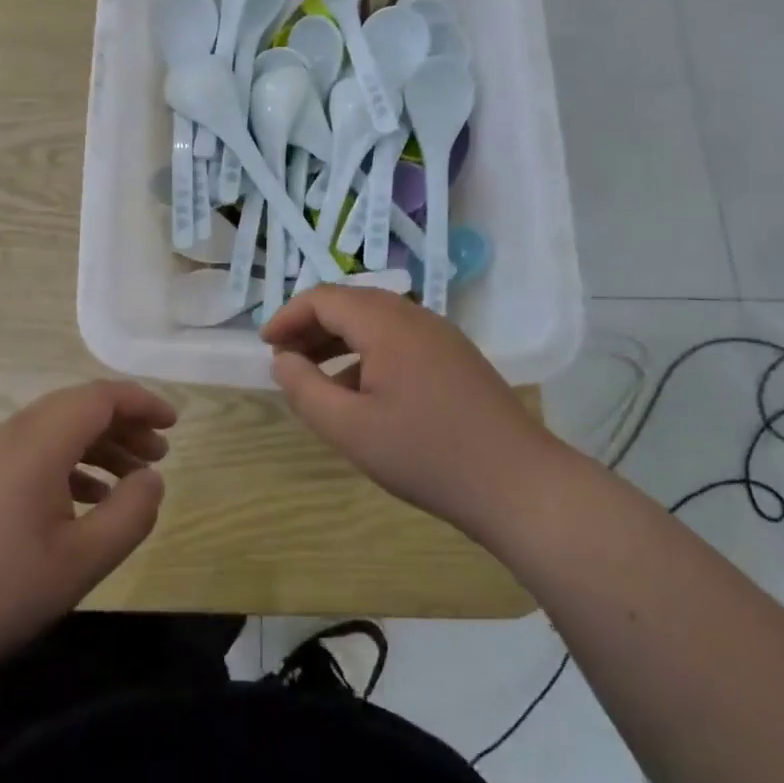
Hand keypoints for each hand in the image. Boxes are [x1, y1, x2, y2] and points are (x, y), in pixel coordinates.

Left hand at [0, 381, 173, 687]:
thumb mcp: (82, 561)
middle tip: (159, 454)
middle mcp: (13, 435)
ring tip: (130, 478)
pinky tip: (86, 500)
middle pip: (79, 408)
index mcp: (39, 443)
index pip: (99, 398)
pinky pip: (35, 452)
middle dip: (124, 424)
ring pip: (56, 430)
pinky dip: (70, 463)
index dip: (141, 403)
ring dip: (98, 445)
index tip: (174, 423)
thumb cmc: (1, 592)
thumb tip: (152, 479)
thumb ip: (129, 514)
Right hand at [261, 287, 556, 548]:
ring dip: (339, 339)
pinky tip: (361, 391)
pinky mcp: (456, 356)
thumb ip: (305, 389)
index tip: (265, 346)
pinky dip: (368, 352)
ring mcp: (440, 335)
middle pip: (350, 303)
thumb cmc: (426, 455)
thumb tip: (282, 359)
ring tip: (315, 374)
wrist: (518, 484)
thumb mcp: (350, 429)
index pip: (324, 298)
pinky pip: (399, 338)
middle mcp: (414, 316)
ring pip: (376, 320)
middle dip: (311, 326)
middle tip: (284, 358)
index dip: (288, 316)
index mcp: (386, 323)